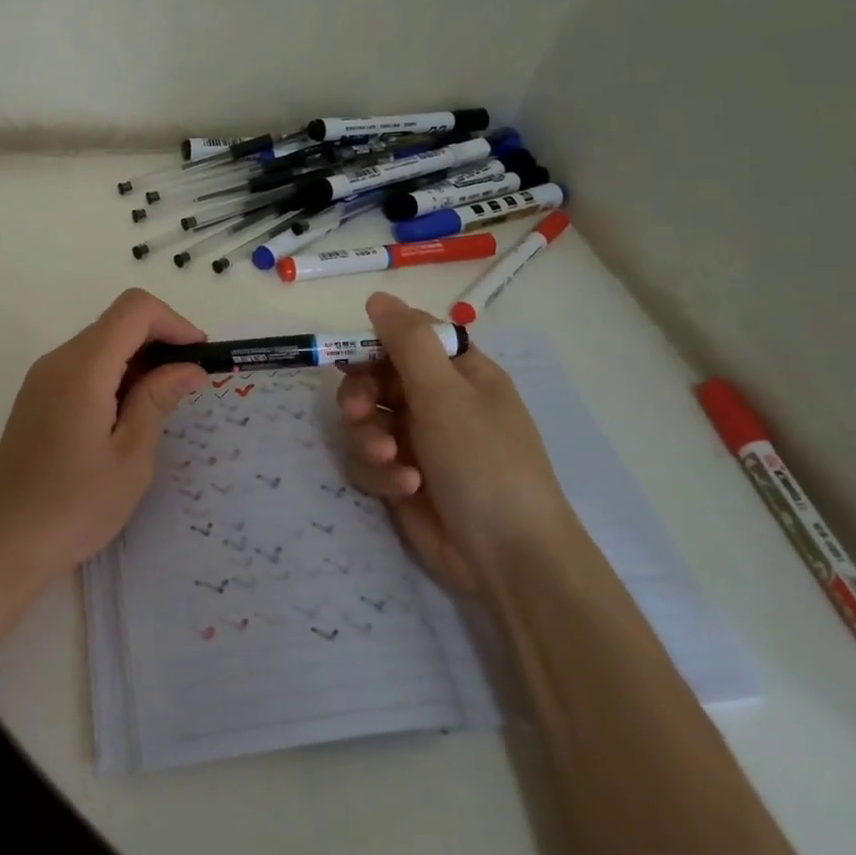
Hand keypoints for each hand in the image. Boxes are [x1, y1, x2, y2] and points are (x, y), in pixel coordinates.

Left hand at [0, 289, 207, 583]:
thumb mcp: (130, 457)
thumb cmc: (73, 506)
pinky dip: (115, 376)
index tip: (199, 357)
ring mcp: (42, 378)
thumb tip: (188, 368)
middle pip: (117, 322)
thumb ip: (157, 400)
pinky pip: (83, 367)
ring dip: (138, 361)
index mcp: (83, 367)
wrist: (0, 543)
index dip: (174, 322)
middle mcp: (58, 360)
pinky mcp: (37, 398)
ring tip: (165, 405)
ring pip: (101, 344)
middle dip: (160, 342)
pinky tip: (129, 417)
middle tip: (189, 386)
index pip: (134, 309)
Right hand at [337, 293, 578, 593]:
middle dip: (361, 397)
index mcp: (459, 374)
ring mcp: (419, 442)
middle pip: (375, 380)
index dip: (374, 347)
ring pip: (365, 421)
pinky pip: (369, 460)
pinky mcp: (402, 478)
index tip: (348, 358)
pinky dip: (380, 472)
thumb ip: (407, 342)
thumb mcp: (445, 394)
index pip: (406, 341)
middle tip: (357, 413)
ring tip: (388, 460)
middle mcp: (437, 403)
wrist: (507, 558)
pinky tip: (403, 488)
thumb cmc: (483, 462)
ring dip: (368, 438)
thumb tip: (378, 297)